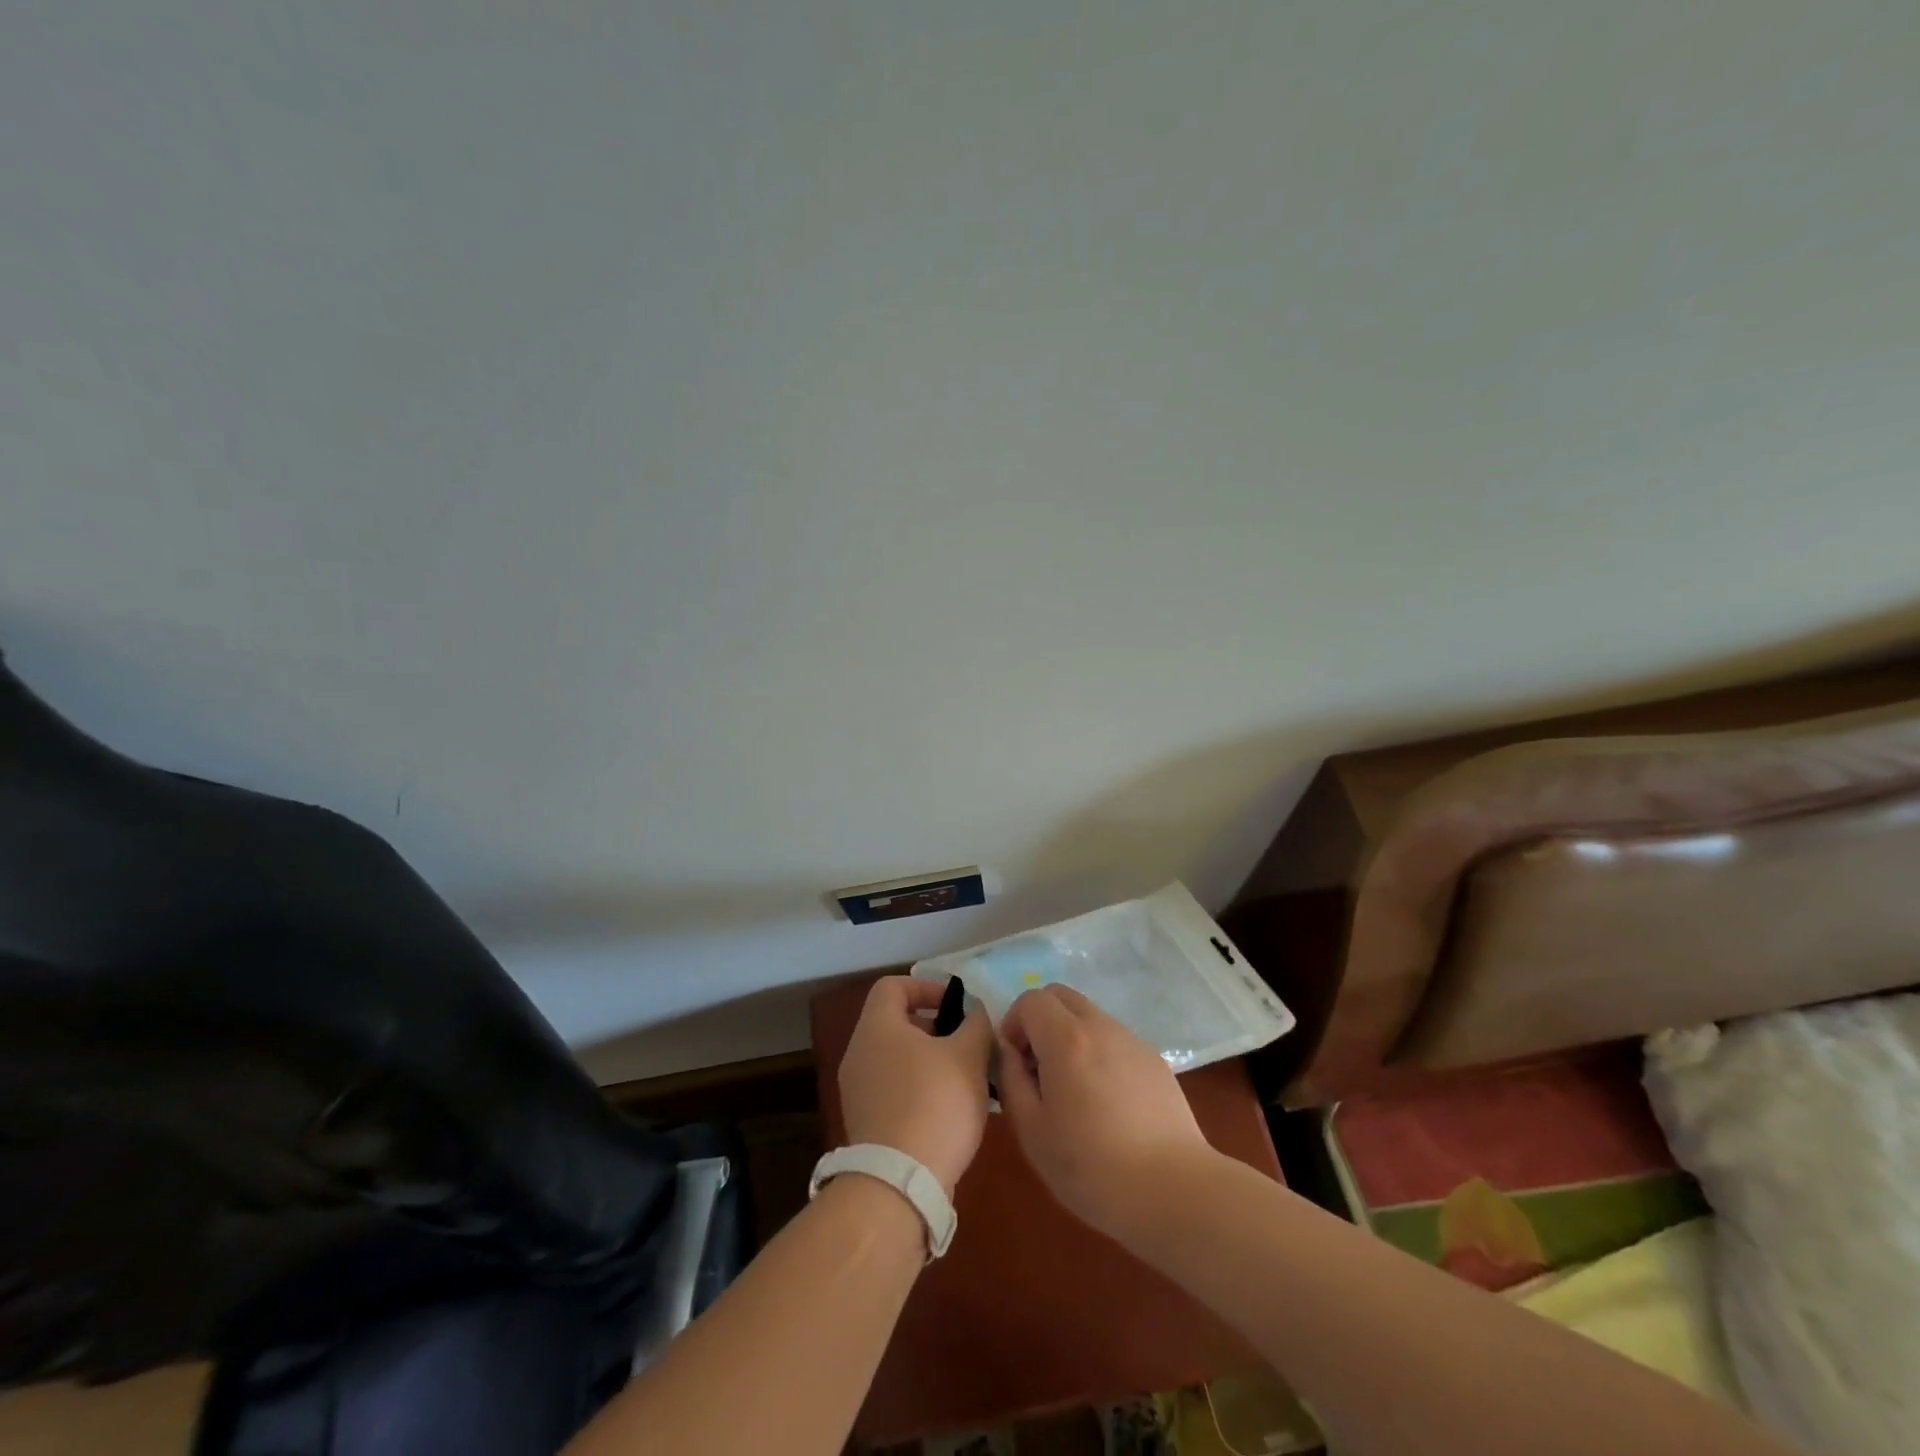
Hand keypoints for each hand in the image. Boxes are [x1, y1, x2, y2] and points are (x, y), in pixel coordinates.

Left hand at [838, 976, 993, 1194]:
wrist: (900, 1183)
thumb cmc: (936, 1103)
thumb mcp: (969, 1055)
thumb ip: (975, 1024)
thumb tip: (975, 1012)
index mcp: (877, 1027)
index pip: (894, 986)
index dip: (926, 987)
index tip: (956, 1004)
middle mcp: (859, 1053)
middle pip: (895, 1022)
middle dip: (934, 1027)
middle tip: (966, 1042)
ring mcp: (858, 1091)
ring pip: (897, 1058)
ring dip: (931, 1060)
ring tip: (966, 1077)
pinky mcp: (865, 1123)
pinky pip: (894, 1089)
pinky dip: (920, 1088)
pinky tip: (950, 1109)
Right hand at [998, 984, 1213, 1238]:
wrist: (1173, 1190)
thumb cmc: (1092, 1167)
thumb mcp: (1032, 1131)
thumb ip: (1011, 1080)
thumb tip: (1010, 1053)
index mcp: (1067, 1039)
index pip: (1031, 999)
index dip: (1014, 1024)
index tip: (1015, 1063)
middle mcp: (1100, 1026)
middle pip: (1061, 995)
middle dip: (1040, 1020)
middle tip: (1038, 1068)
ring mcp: (1132, 1040)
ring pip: (1089, 1016)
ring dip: (1069, 1036)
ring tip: (1073, 1090)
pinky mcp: (1154, 1060)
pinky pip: (1114, 1039)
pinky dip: (1098, 1052)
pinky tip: (1107, 1103)